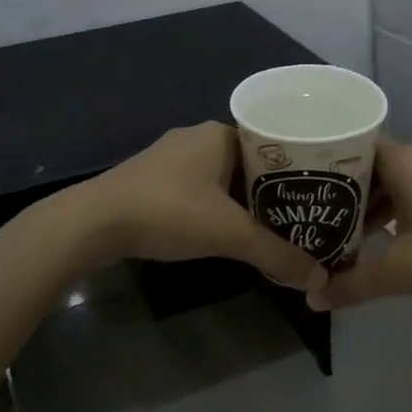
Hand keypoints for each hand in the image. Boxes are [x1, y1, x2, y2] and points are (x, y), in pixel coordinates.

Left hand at [66, 122, 319, 287]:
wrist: (92, 223)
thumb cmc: (167, 212)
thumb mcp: (229, 234)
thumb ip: (276, 253)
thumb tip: (319, 277)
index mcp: (219, 134)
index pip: (272, 143)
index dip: (296, 169)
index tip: (316, 193)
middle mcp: (196, 138)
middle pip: (248, 164)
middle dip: (271, 191)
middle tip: (300, 217)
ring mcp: (170, 159)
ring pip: (222, 179)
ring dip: (242, 202)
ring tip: (271, 228)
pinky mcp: (151, 181)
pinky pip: (198, 190)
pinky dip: (216, 208)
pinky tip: (225, 231)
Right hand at [305, 137, 411, 310]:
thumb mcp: (401, 271)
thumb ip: (352, 284)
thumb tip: (312, 298)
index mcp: (405, 160)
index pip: (352, 146)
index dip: (324, 163)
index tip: (301, 184)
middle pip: (372, 165)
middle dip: (345, 193)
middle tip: (314, 216)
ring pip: (396, 180)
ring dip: (372, 205)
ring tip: (344, 233)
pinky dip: (397, 209)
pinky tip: (385, 239)